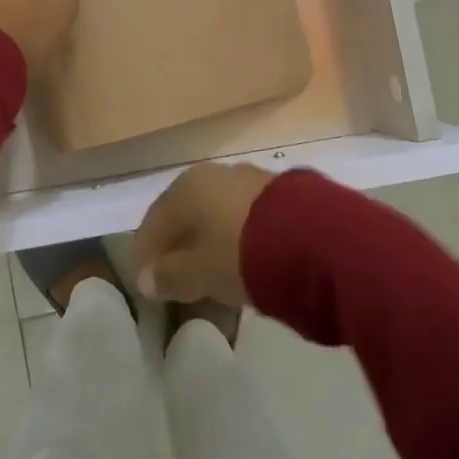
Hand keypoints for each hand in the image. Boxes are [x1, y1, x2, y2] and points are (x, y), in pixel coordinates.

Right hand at [129, 162, 274, 306]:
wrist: (314, 239)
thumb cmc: (240, 253)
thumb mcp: (198, 272)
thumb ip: (169, 276)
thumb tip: (146, 279)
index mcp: (186, 187)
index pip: (154, 221)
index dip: (145, 253)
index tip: (144, 283)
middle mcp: (214, 175)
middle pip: (186, 215)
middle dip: (179, 246)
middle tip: (176, 280)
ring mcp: (250, 180)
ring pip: (217, 215)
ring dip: (210, 243)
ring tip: (212, 277)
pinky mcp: (281, 194)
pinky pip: (245, 219)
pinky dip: (236, 240)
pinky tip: (243, 263)